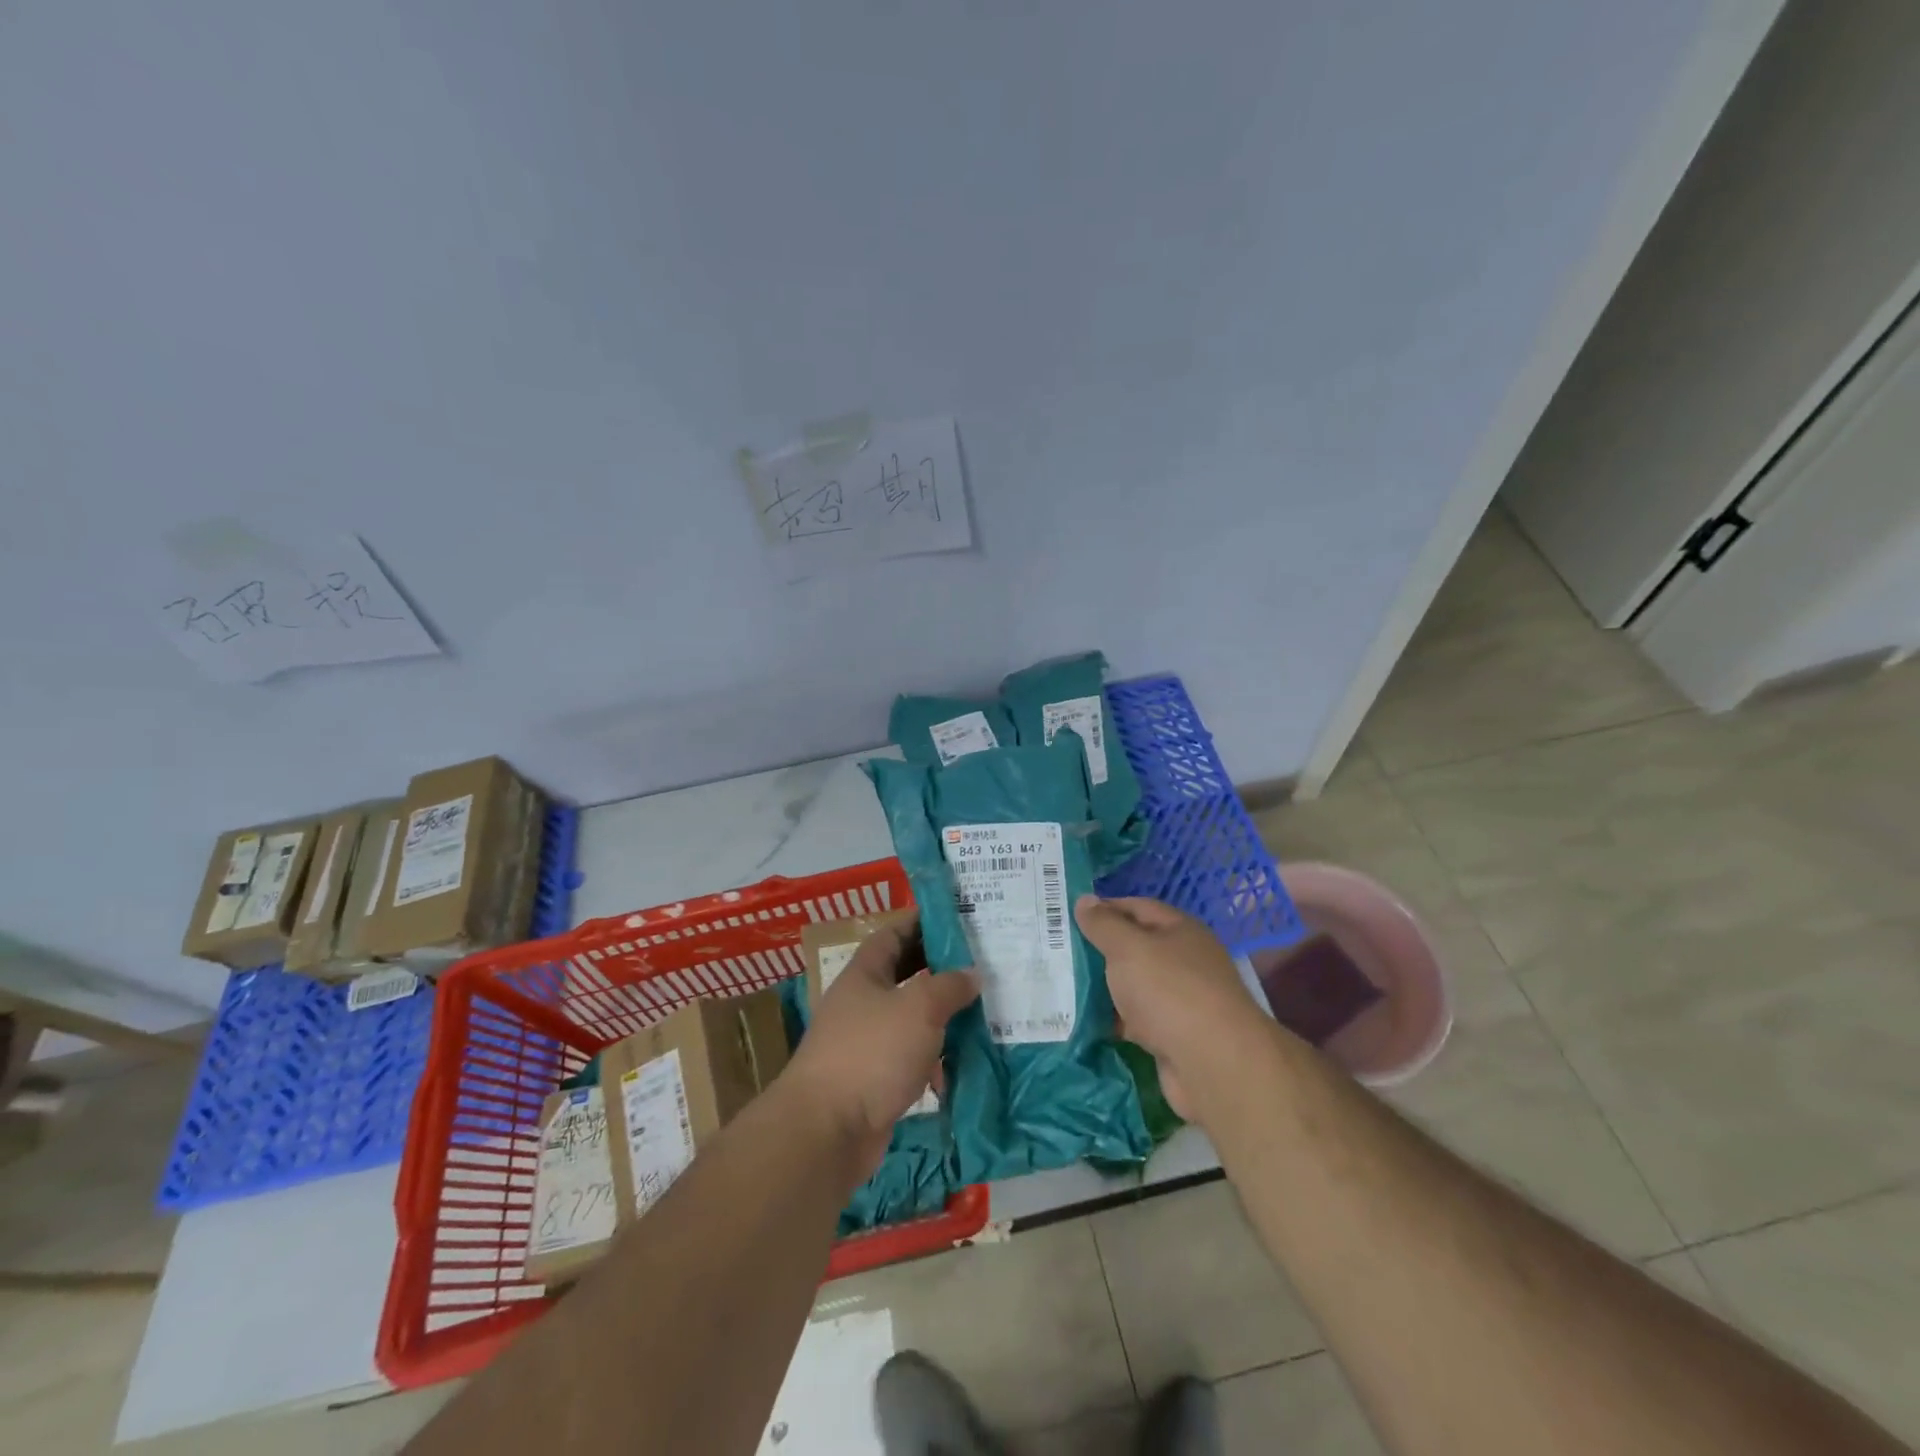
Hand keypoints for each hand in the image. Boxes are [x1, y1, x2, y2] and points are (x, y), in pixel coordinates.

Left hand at [781, 917, 979, 1182]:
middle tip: (981, 965)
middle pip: (905, 976)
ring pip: (912, 1020)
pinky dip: (934, 1061)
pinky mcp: (875, 1081)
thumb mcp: (919, 1008)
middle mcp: (863, 1003)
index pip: (894, 934)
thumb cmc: (872, 1053)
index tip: (958, 919)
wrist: (826, 1132)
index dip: (923, 923)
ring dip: (943, 1018)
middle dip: (940, 972)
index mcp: (865, 974)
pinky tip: (961, 1067)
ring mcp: (867, 1044)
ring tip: (983, 1014)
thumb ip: (949, 986)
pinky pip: (911, 1059)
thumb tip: (971, 974)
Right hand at [1075, 894, 1263, 1121]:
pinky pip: (1136, 1019)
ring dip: (1105, 986)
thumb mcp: (1128, 947)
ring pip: (1134, 985)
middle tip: (1058, 950)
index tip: (1068, 916)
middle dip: (1100, 949)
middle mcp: (1184, 961)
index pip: (1138, 907)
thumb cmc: (1169, 991)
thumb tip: (1084, 900)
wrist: (1213, 1065)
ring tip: (1062, 984)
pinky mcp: (1173, 1036)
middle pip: (1136, 947)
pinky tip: (1084, 1021)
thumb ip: (1103, 924)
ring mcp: (1180, 1000)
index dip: (1104, 908)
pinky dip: (1114, 1019)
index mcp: (1180, 931)